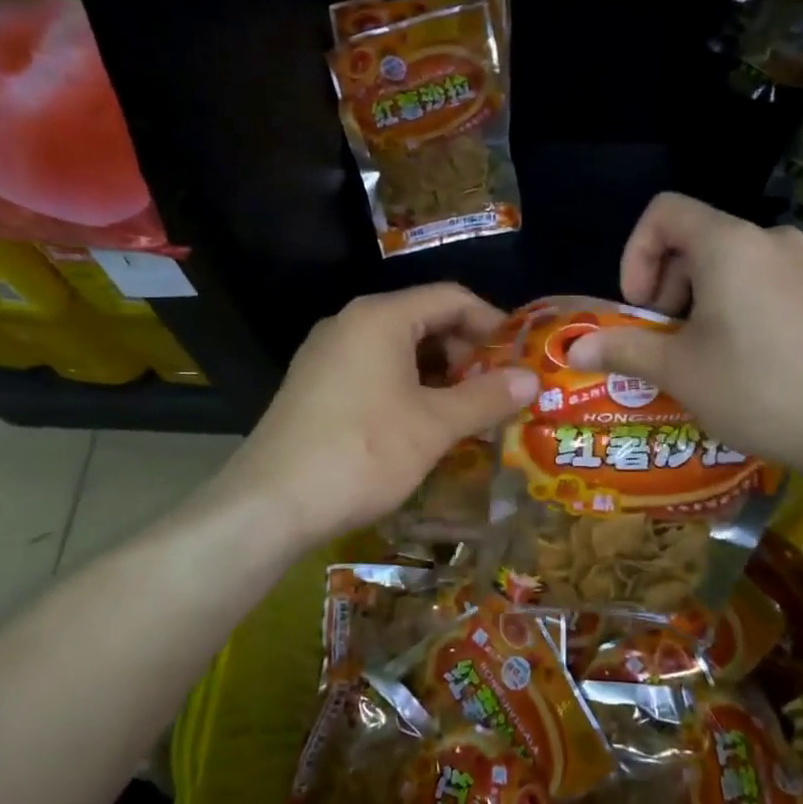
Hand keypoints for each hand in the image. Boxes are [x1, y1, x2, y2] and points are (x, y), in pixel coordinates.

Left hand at [216, 284, 538, 545]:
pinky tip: (424, 425)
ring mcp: (327, 355)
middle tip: (497, 391)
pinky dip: (408, 389)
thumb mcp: (434, 426)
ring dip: (440, 375)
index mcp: (380, 317)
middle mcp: (350, 324)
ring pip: (399, 350)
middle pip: (424, 320)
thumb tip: (532, 379)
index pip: (451, 298)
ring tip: (469, 412)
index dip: (493, 323)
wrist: (270, 504)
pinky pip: (374, 372)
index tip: (520, 358)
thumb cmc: (363, 452)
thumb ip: (486, 397)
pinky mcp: (315, 386)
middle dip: (467, 353)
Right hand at [569, 193, 802, 471]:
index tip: (642, 306)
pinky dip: (750, 307)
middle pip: (701, 240)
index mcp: (730, 245)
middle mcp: (774, 240)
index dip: (638, 253)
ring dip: (709, 299)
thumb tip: (573, 350)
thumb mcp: (679, 371)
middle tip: (671, 340)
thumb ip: (623, 349)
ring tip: (712, 355)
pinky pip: (777, 284)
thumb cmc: (756, 389)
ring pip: (740, 265)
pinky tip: (759, 361)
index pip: (665, 212)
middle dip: (672, 285)